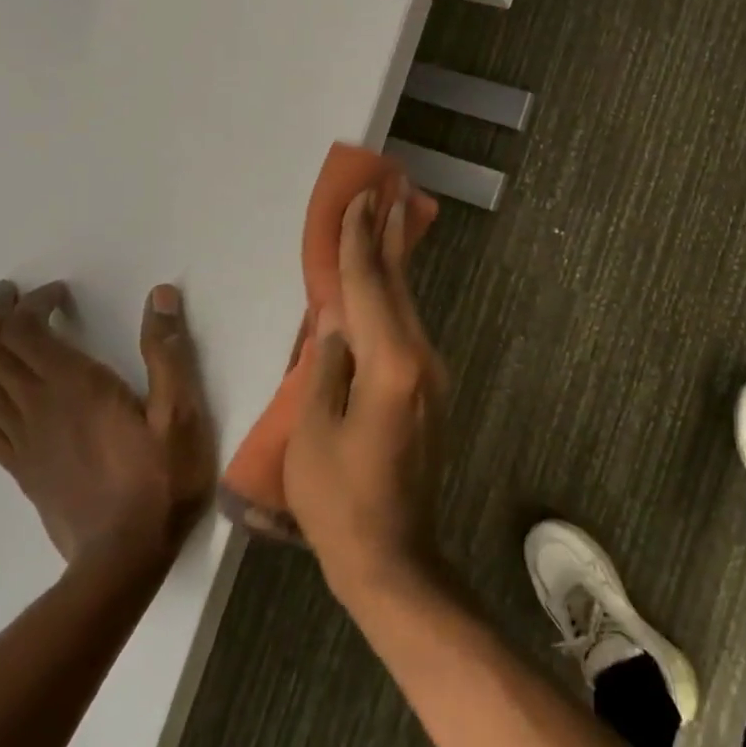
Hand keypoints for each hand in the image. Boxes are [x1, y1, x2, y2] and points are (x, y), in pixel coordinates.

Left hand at [0, 280, 215, 570]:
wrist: (124, 556)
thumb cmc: (162, 479)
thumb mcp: (180, 413)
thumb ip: (168, 353)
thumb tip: (160, 297)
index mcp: (74, 387)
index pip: (26, 331)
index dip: (34, 303)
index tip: (58, 292)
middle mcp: (38, 407)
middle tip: (9, 294)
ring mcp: (23, 441)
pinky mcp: (21, 469)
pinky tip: (3, 394)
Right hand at [284, 190, 448, 603]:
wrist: (391, 556)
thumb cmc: (338, 500)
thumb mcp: (313, 430)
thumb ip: (326, 366)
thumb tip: (336, 319)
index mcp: (391, 365)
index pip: (369, 288)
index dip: (359, 241)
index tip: (360, 199)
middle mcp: (422, 360)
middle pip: (399, 287)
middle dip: (389, 237)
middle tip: (387, 190)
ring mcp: (432, 377)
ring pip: (407, 307)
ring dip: (394, 265)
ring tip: (388, 222)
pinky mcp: (429, 393)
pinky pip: (408, 331)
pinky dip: (393, 301)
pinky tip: (383, 288)